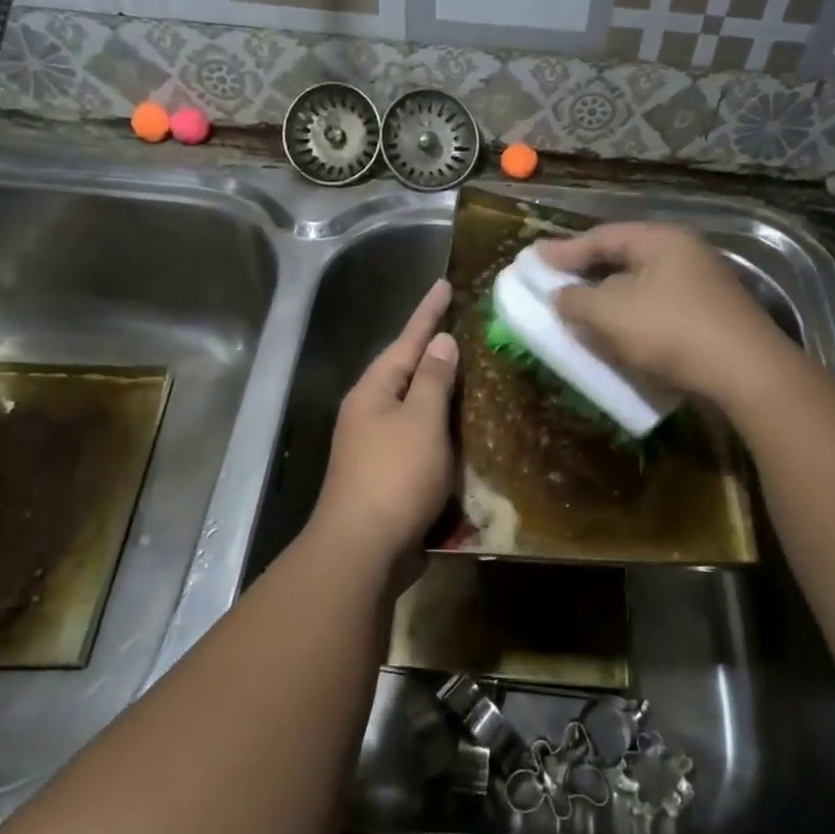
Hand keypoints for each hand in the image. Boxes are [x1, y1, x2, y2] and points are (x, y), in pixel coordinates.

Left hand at [306, 279, 457, 571]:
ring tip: (471, 369)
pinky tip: (463, 426)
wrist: (363, 549)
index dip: (428, 312)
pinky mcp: (389, 473)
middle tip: (465, 325)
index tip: (445, 284)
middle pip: (406, 370)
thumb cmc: (395, 477)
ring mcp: (376, 444)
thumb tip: (441, 342)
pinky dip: (441, 426)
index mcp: (373, 391)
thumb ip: (433, 380)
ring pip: (414, 405)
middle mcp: (369, 412)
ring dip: (440, 389)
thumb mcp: (421, 421)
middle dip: (434, 350)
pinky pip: (419, 436)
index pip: (407, 340)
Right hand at [537, 224, 793, 407]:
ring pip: (641, 291)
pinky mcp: (709, 322)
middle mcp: (685, 257)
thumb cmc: (671, 330)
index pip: (603, 237)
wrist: (745, 374)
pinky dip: (631, 324)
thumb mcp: (610, 312)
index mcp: (662, 241)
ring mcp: (702, 290)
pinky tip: (616, 341)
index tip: (533, 258)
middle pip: (624, 261)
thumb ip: (576, 300)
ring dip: (608, 304)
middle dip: (587, 276)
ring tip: (580, 317)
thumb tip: (561, 296)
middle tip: (555, 284)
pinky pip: (658, 315)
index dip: (565, 249)